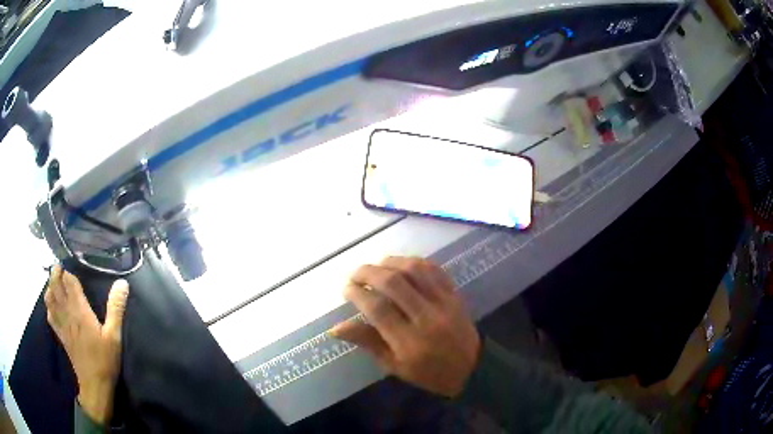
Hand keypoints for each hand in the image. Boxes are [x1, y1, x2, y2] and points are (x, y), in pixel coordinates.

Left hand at [45, 265, 128, 424]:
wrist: (94, 384)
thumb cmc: (105, 360)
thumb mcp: (114, 336)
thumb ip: (116, 309)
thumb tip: (122, 283)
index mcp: (80, 311)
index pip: (69, 283)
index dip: (68, 273)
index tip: (69, 264)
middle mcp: (68, 314)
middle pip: (56, 287)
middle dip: (55, 274)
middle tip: (58, 266)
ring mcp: (62, 325)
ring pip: (50, 299)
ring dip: (49, 286)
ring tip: (53, 280)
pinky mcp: (60, 335)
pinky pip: (50, 315)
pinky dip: (48, 304)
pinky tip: (50, 303)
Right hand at [330, 256, 480, 397]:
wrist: (471, 369)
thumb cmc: (428, 373)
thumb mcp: (394, 366)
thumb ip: (367, 342)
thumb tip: (335, 328)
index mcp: (409, 342)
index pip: (377, 309)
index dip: (357, 294)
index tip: (346, 289)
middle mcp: (427, 318)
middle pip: (394, 283)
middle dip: (368, 272)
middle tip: (355, 274)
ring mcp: (444, 303)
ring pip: (414, 270)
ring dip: (390, 262)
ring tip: (376, 266)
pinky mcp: (455, 295)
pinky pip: (434, 269)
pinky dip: (415, 262)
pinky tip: (402, 264)